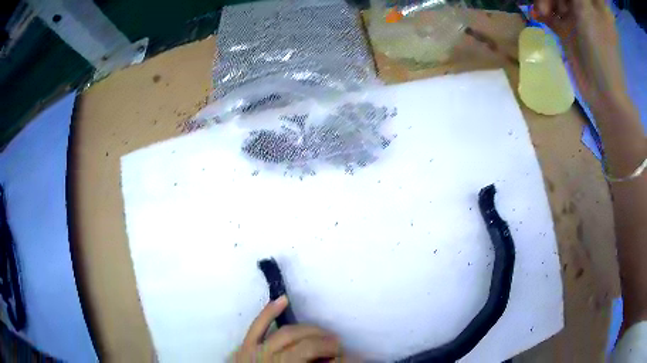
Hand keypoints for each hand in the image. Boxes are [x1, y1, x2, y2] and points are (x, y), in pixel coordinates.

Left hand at [233, 296, 344, 361]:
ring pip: (287, 333)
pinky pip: (257, 326)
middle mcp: (273, 360)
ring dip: (309, 329)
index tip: (348, 354)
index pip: (316, 355)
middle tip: (338, 346)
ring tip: (323, 333)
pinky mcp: (244, 346)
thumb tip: (336, 360)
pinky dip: (270, 312)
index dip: (337, 355)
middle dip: (326, 342)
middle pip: (306, 344)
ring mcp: (256, 351)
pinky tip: (284, 299)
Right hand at [534, 0, 627, 109]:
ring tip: (540, 13)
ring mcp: (574, 18)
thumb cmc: (600, 49)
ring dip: (543, 2)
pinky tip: (536, 16)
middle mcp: (582, 7)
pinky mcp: (566, 30)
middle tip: (545, 7)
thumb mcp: (585, 10)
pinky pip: (549, 13)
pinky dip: (541, 12)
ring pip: (553, 0)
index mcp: (591, 2)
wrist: (602, 89)